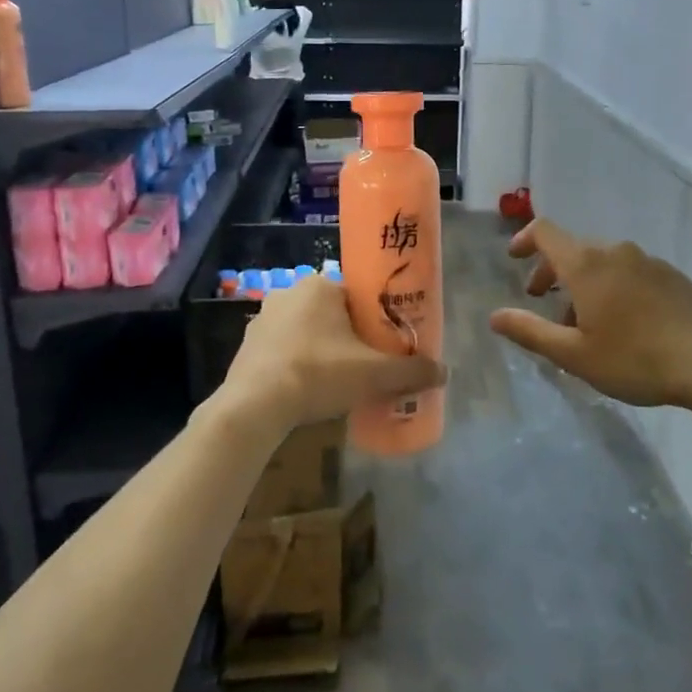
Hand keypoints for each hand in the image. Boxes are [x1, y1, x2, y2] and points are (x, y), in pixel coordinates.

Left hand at [219, 275, 444, 432]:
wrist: (255, 406)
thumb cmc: (319, 374)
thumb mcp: (374, 374)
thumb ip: (411, 371)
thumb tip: (444, 371)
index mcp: (320, 286)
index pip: (357, 295)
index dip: (374, 319)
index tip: (384, 345)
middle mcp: (289, 293)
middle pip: (333, 313)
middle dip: (349, 337)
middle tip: (365, 366)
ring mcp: (263, 319)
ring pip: (306, 331)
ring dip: (321, 350)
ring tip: (337, 382)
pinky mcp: (247, 346)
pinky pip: (282, 350)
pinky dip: (296, 364)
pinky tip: (306, 390)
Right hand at [488, 218, 691, 412]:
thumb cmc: (636, 358)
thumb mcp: (575, 354)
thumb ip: (531, 332)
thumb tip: (495, 316)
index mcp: (586, 264)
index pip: (546, 232)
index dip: (525, 240)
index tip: (514, 259)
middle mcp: (615, 252)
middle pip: (573, 250)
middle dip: (552, 272)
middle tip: (543, 303)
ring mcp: (648, 262)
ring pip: (603, 264)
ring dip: (583, 285)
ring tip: (585, 325)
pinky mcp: (673, 276)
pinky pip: (629, 273)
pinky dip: (612, 288)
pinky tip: (624, 326)